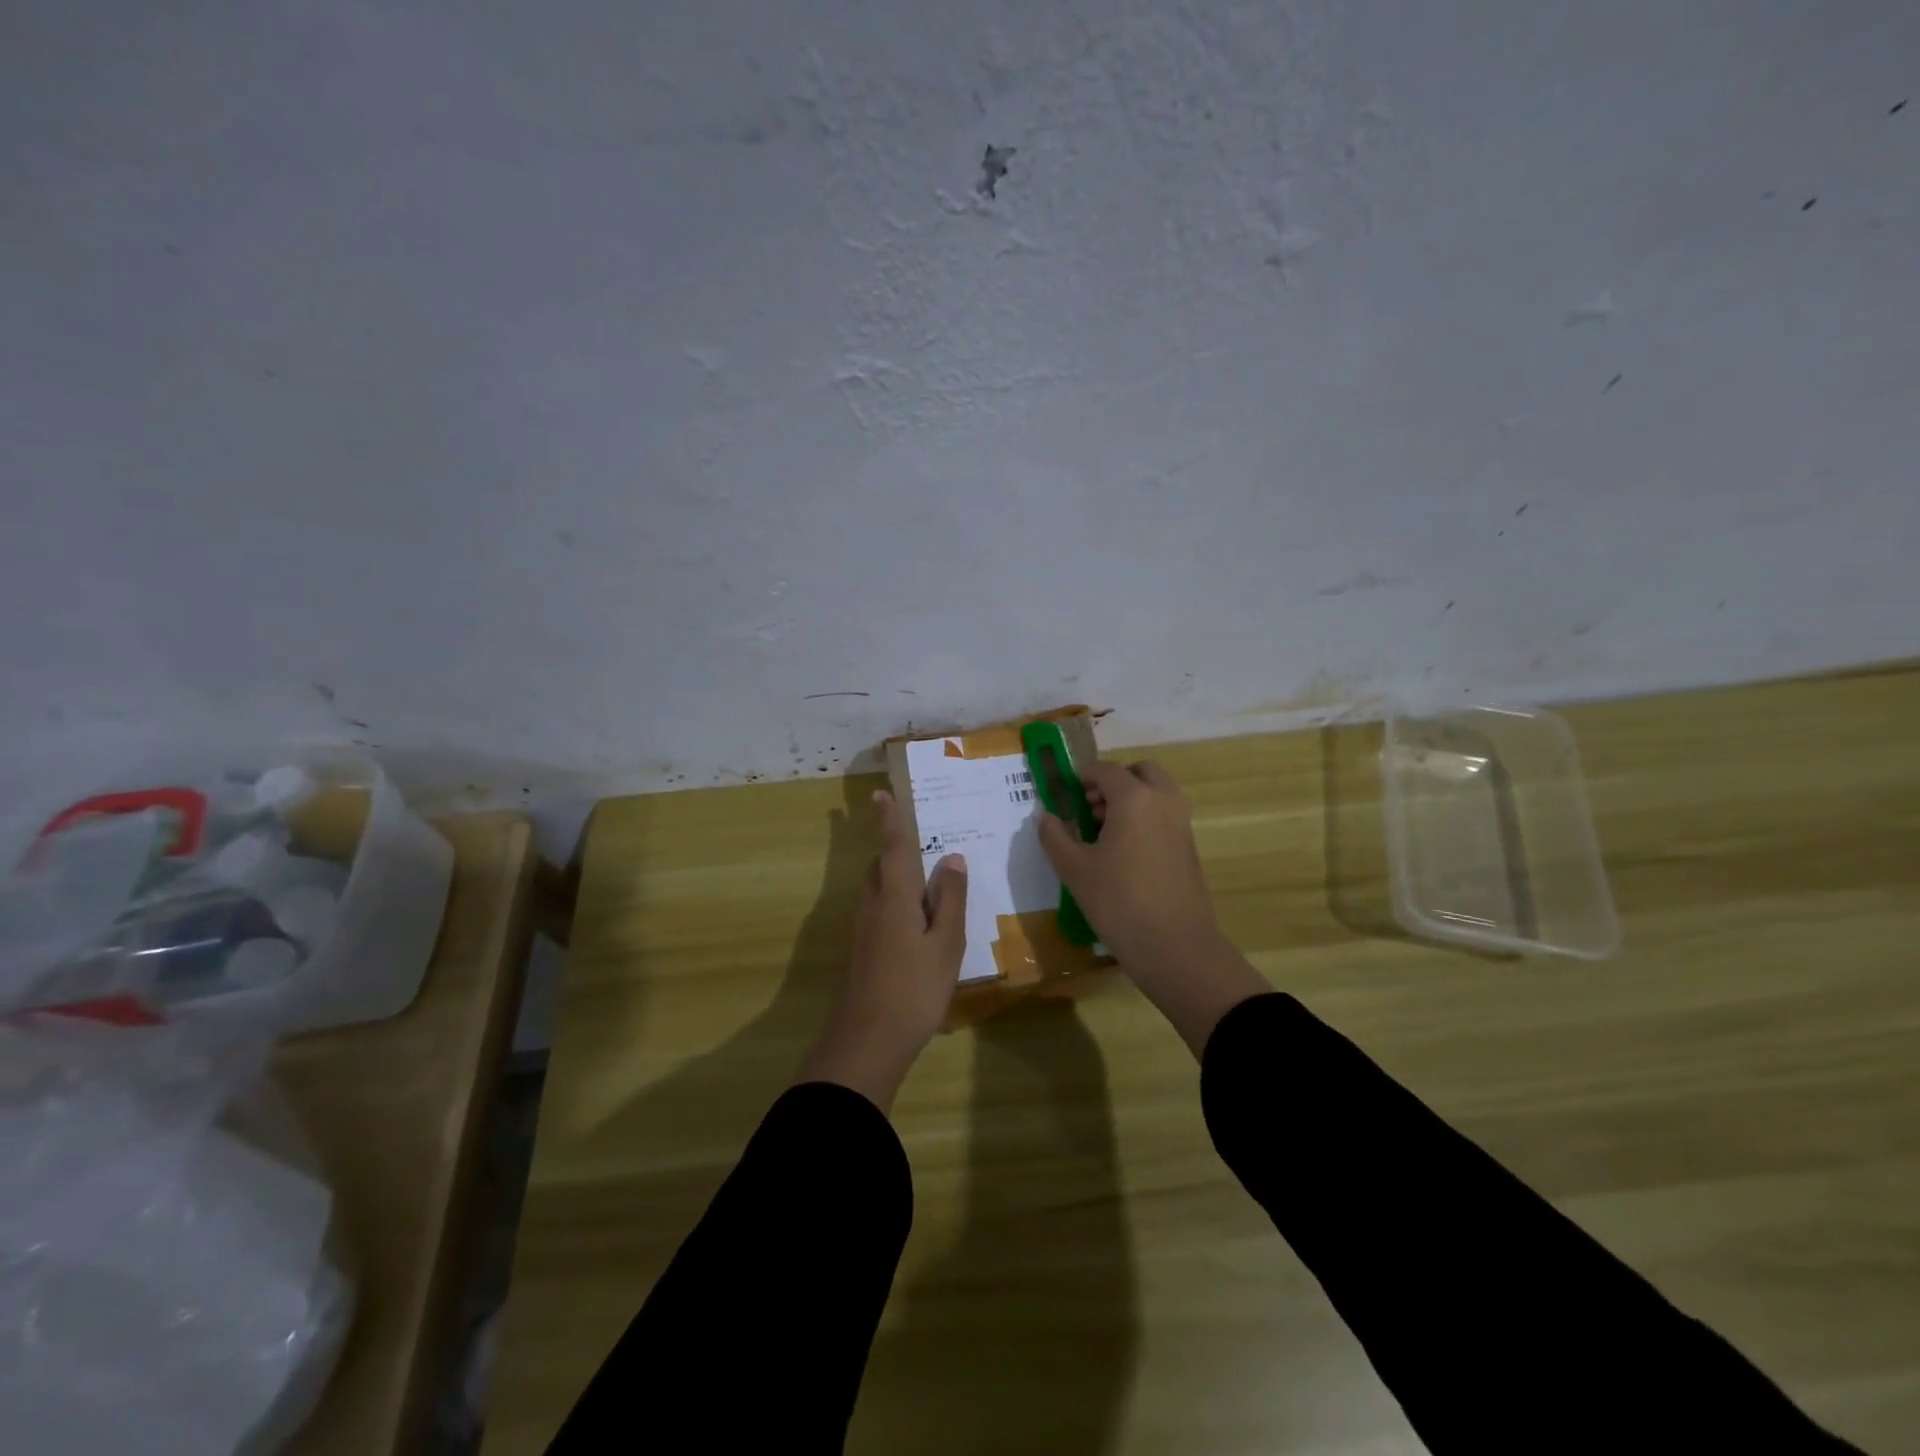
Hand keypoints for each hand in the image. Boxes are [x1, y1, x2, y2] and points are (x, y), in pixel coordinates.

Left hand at [798, 790, 967, 1111]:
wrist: (867, 1042)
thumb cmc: (914, 989)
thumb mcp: (946, 944)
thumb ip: (950, 900)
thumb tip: (952, 858)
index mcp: (894, 896)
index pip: (892, 847)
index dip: (889, 819)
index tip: (879, 793)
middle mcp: (873, 905)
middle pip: (881, 866)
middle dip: (894, 849)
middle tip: (919, 840)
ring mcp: (863, 930)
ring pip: (878, 889)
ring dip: (895, 876)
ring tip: (924, 879)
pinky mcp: (862, 951)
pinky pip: (879, 909)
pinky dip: (895, 900)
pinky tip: (915, 920)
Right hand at [1038, 760, 1267, 1056]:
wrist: (1175, 946)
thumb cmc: (1118, 902)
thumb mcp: (1074, 869)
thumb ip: (1055, 836)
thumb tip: (1046, 816)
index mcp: (1134, 798)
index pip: (1105, 770)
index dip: (1082, 777)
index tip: (1065, 795)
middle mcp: (1163, 801)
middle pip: (1140, 772)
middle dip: (1114, 782)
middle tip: (1090, 808)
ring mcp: (1181, 823)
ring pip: (1156, 792)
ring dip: (1131, 799)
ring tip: (1103, 833)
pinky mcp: (1189, 846)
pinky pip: (1165, 815)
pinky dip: (1145, 818)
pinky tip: (1124, 854)